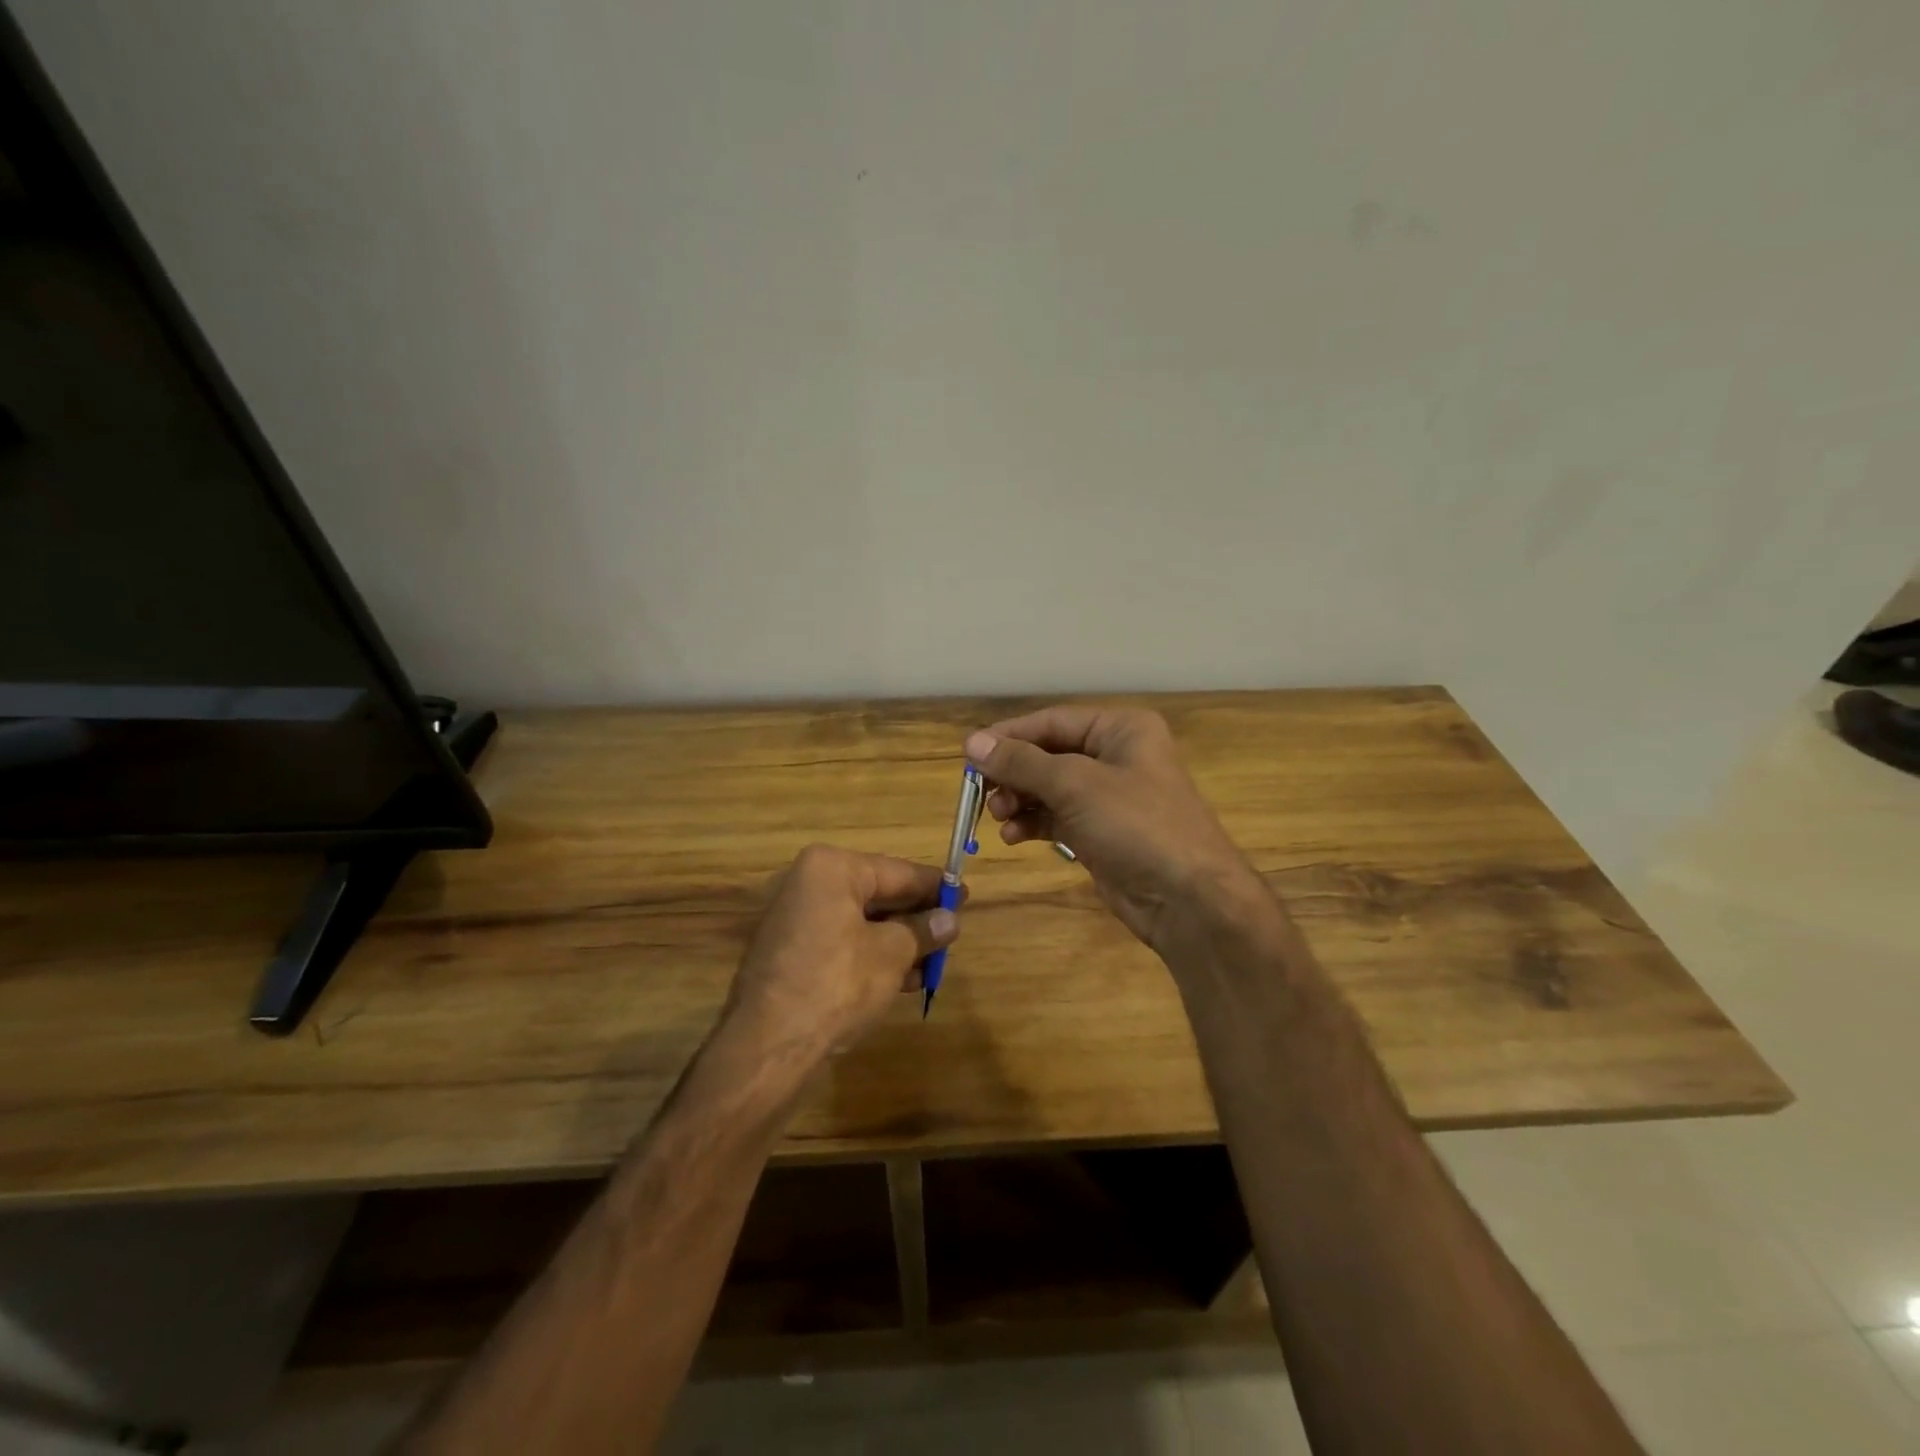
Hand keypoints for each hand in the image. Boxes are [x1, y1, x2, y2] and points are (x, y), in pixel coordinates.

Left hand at [723, 843, 957, 1057]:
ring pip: (860, 922)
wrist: (768, 1046)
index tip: (964, 895)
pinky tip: (902, 978)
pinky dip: (870, 955)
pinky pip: (840, 942)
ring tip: (933, 963)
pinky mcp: (789, 952)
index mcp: (831, 868)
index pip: (896, 871)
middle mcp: (807, 884)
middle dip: (915, 918)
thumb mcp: (892, 954)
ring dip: (897, 941)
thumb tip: (949, 921)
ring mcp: (794, 919)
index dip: (934, 887)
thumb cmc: (837, 983)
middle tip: (951, 931)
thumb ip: (922, 931)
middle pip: (876, 894)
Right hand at [967, 706, 1265, 950]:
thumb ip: (1021, 763)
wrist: (1187, 899)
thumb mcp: (1075, 785)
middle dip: (1013, 773)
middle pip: (1047, 755)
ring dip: (1018, 800)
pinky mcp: (1099, 832)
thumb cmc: (1136, 824)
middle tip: (981, 793)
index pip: (1052, 721)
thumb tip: (972, 742)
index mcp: (1120, 729)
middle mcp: (1115, 756)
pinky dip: (1032, 823)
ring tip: (998, 817)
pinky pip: (1055, 818)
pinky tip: (1013, 837)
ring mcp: (1108, 797)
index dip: (1009, 736)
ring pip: (1048, 788)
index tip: (969, 754)